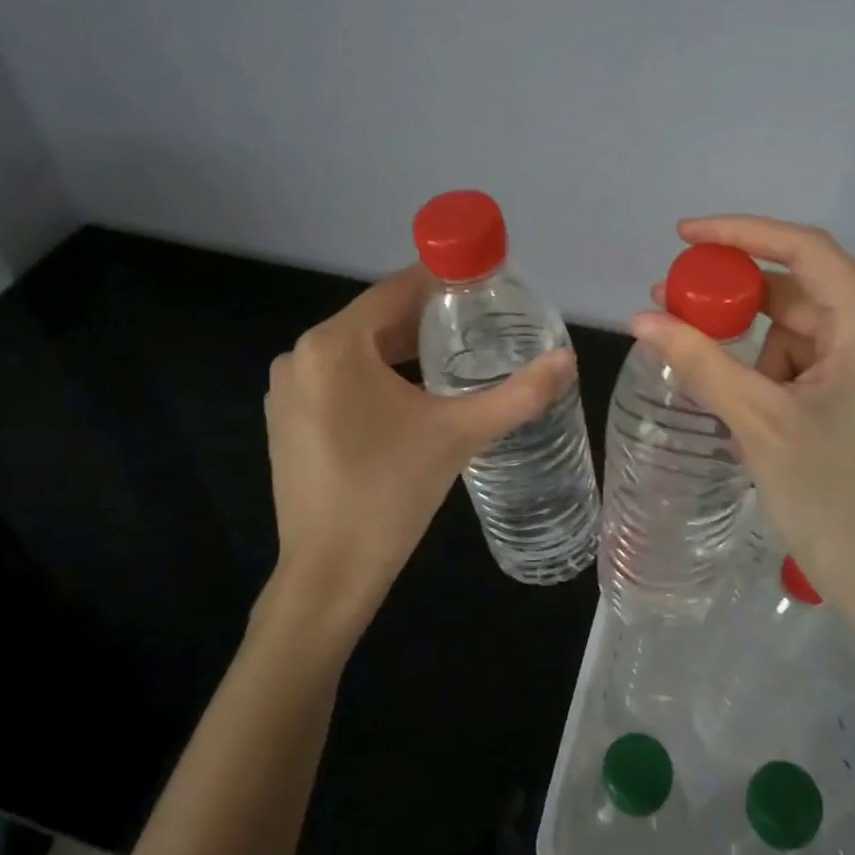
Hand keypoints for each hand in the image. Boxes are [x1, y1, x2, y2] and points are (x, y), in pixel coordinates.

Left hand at [263, 264, 575, 639]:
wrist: (329, 574)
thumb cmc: (391, 493)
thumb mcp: (460, 434)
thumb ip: (519, 394)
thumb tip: (568, 359)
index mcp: (334, 345)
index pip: (395, 291)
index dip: (441, 281)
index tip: (482, 282)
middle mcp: (300, 355)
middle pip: (375, 320)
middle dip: (425, 320)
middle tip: (479, 325)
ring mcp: (287, 390)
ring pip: (356, 351)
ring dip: (400, 350)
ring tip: (452, 360)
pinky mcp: (286, 420)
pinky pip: (337, 379)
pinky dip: (373, 378)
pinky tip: (408, 399)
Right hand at [633, 217, 854, 640]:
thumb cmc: (832, 501)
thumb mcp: (758, 423)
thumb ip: (700, 362)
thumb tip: (641, 320)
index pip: (806, 252)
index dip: (743, 233)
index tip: (685, 237)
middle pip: (799, 292)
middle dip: (735, 297)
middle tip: (673, 301)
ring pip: (798, 331)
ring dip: (749, 344)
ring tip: (705, 372)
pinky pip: (807, 363)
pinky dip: (768, 371)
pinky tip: (740, 401)